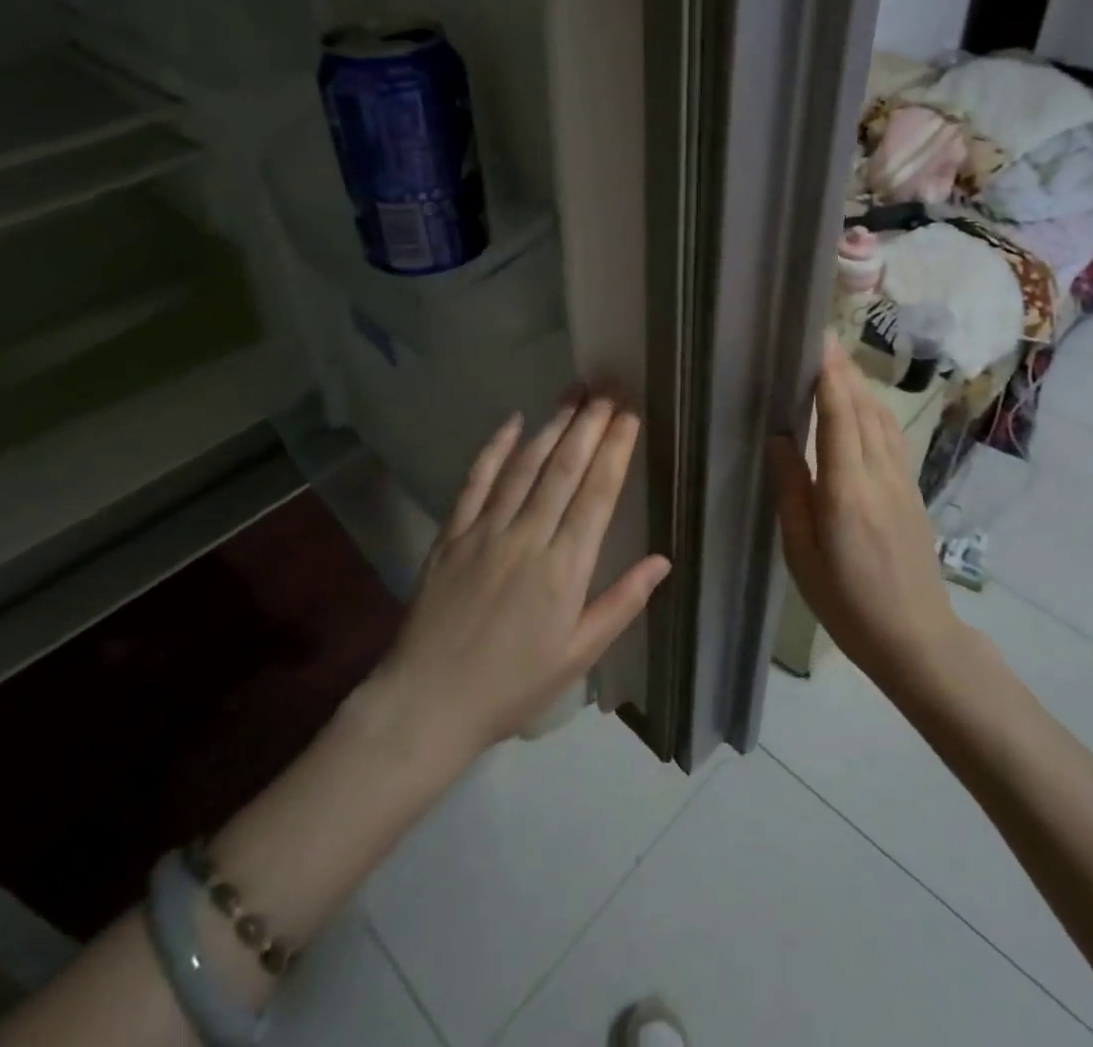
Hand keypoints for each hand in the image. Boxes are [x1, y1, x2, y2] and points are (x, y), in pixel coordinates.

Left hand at [373, 392, 671, 760]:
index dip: (615, 450)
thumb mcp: (578, 656)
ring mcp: (485, 531)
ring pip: (525, 466)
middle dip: (589, 425)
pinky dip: (495, 448)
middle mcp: (527, 538)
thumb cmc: (513, 685)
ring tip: (574, 393)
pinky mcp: (451, 534)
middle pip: (563, 469)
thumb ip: (622, 603)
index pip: (597, 495)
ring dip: (552, 425)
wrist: (429, 703)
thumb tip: (663, 561)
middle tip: (608, 390)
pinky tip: (512, 420)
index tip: (629, 416)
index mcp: (565, 569)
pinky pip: (475, 481)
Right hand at [770, 336, 976, 696]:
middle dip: (844, 371)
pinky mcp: (912, 491)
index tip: (818, 341)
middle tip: (821, 341)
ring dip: (861, 387)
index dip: (830, 375)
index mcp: (846, 490)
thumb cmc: (846, 602)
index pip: (839, 416)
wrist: (916, 637)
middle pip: (863, 408)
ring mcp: (902, 481)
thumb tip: (779, 438)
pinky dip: (875, 410)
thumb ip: (792, 490)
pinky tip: (863, 408)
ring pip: (882, 419)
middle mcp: (879, 475)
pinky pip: (893, 437)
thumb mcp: (802, 553)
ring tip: (838, 366)